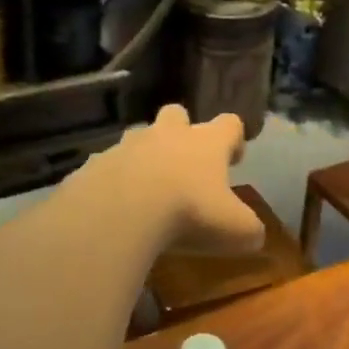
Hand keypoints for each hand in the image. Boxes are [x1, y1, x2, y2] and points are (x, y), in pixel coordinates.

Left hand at [89, 105, 264, 254]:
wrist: (119, 212)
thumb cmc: (188, 213)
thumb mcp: (235, 230)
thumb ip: (249, 230)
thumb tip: (255, 235)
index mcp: (206, 143)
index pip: (229, 123)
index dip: (234, 137)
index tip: (234, 158)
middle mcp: (167, 135)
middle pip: (176, 114)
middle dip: (182, 131)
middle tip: (186, 163)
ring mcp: (127, 146)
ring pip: (138, 137)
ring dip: (145, 154)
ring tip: (146, 186)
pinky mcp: (94, 165)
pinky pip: (106, 166)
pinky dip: (112, 181)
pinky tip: (114, 207)